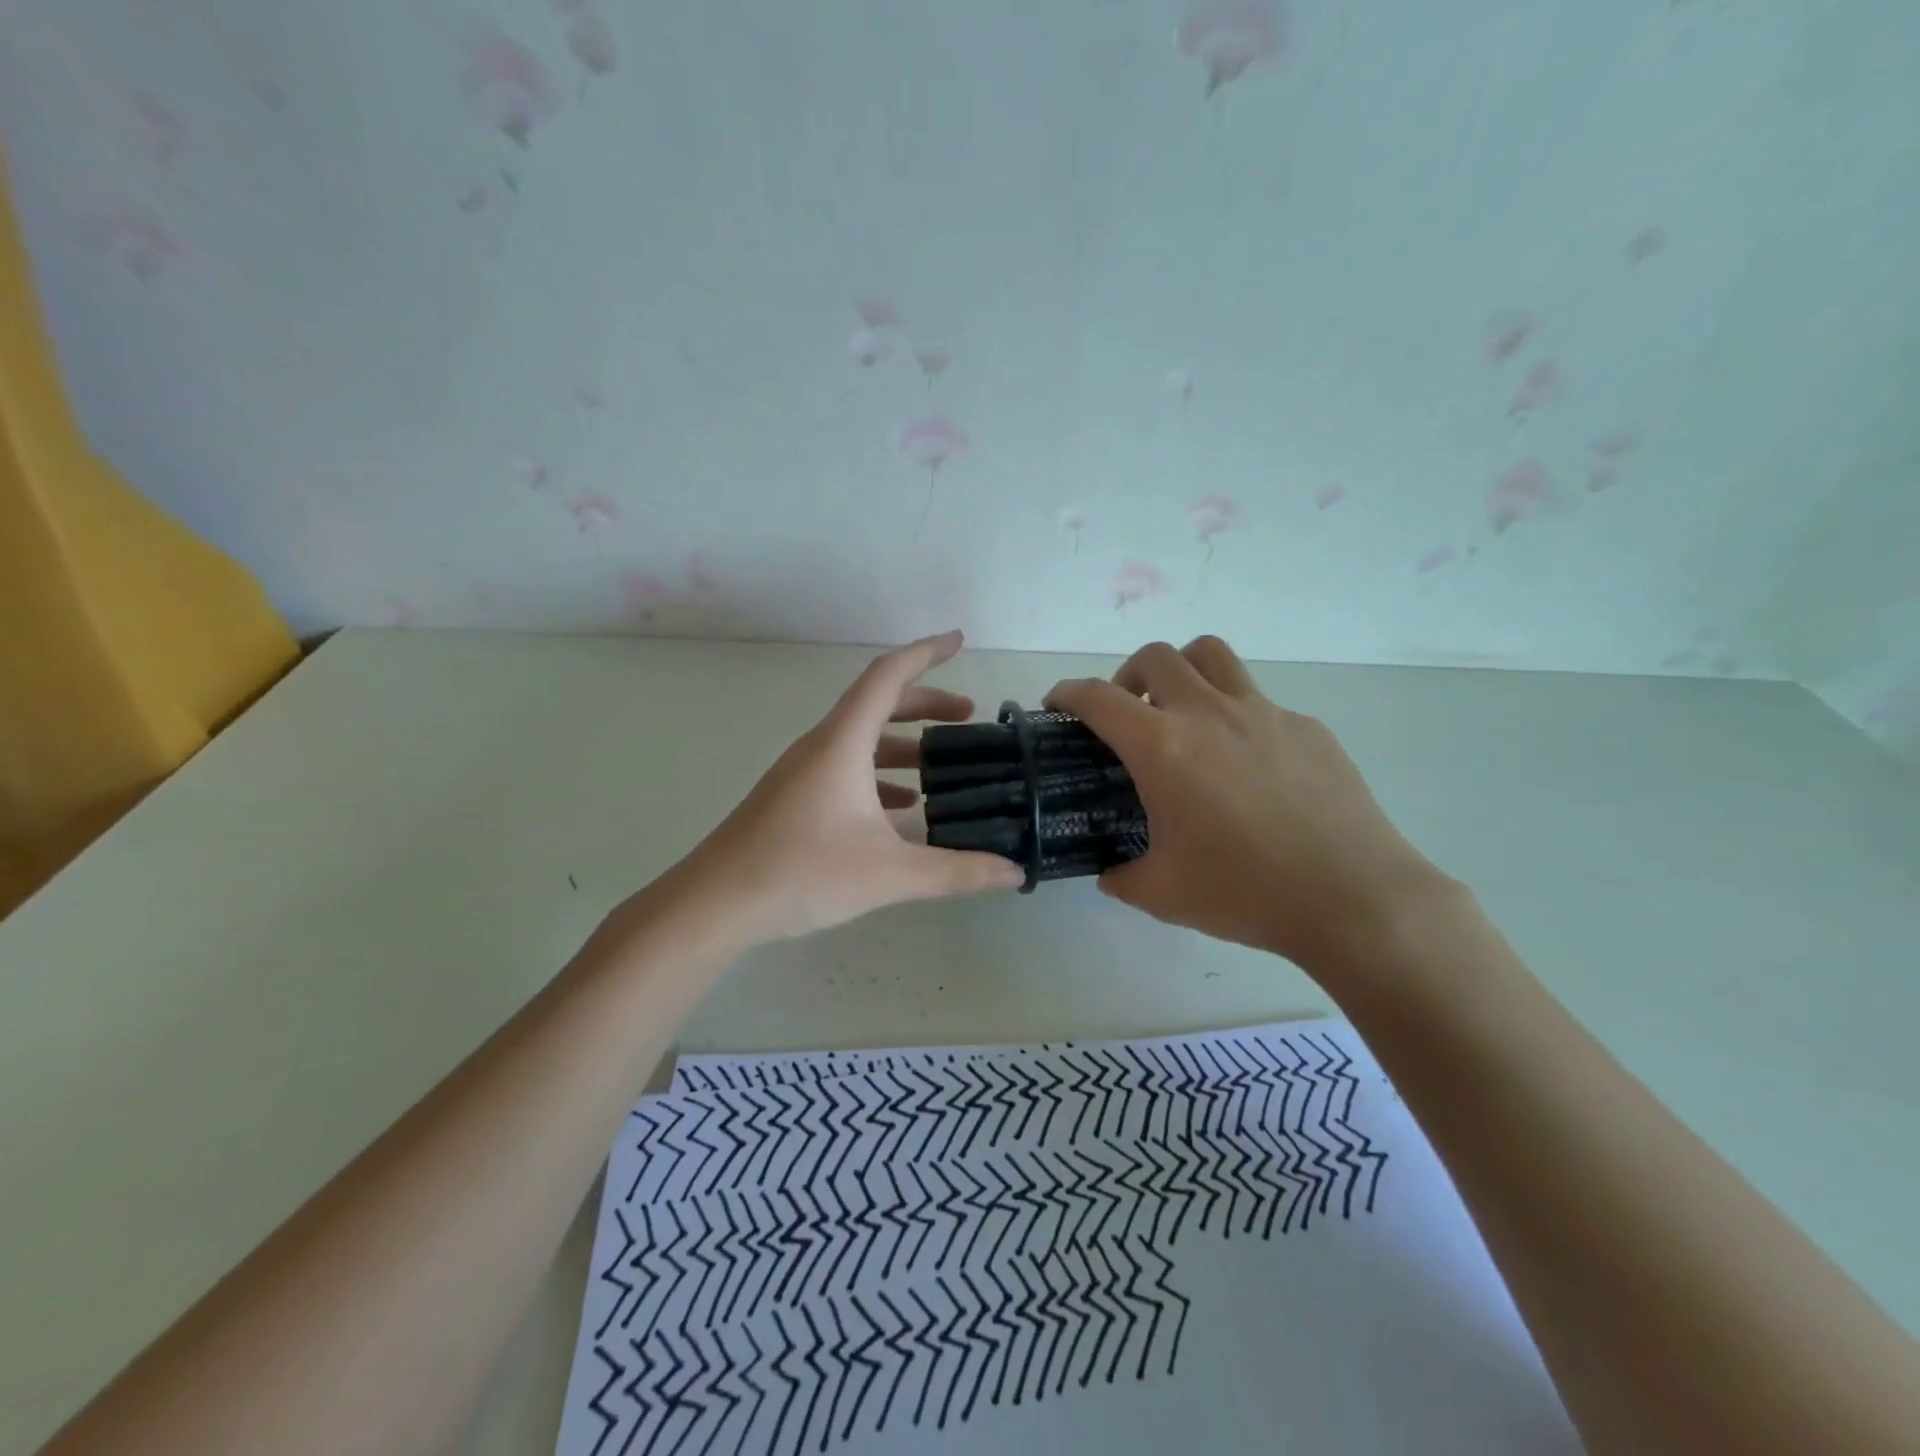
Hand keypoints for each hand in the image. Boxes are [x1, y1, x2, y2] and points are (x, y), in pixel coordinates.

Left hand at [674, 631, 1023, 943]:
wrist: (715, 904)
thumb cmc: (801, 873)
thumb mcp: (889, 873)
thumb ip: (956, 872)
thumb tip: (1013, 872)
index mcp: (843, 743)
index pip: (888, 676)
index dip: (926, 653)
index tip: (959, 640)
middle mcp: (821, 746)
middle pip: (878, 705)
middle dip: (926, 704)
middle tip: (968, 717)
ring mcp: (803, 772)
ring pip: (862, 740)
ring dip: (903, 744)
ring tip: (941, 769)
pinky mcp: (794, 797)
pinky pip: (846, 768)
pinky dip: (879, 775)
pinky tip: (901, 811)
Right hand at [1045, 637, 1448, 965]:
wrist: (1354, 898)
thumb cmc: (1245, 892)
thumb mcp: (1161, 894)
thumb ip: (1121, 875)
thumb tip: (1111, 871)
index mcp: (1163, 747)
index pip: (1098, 698)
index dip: (1068, 693)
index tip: (1058, 704)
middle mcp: (1209, 714)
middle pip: (1156, 657)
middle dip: (1126, 676)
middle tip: (1127, 715)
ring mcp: (1264, 713)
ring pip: (1211, 655)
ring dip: (1183, 671)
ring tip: (1182, 712)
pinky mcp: (1307, 727)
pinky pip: (1259, 700)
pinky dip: (1236, 714)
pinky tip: (1248, 765)